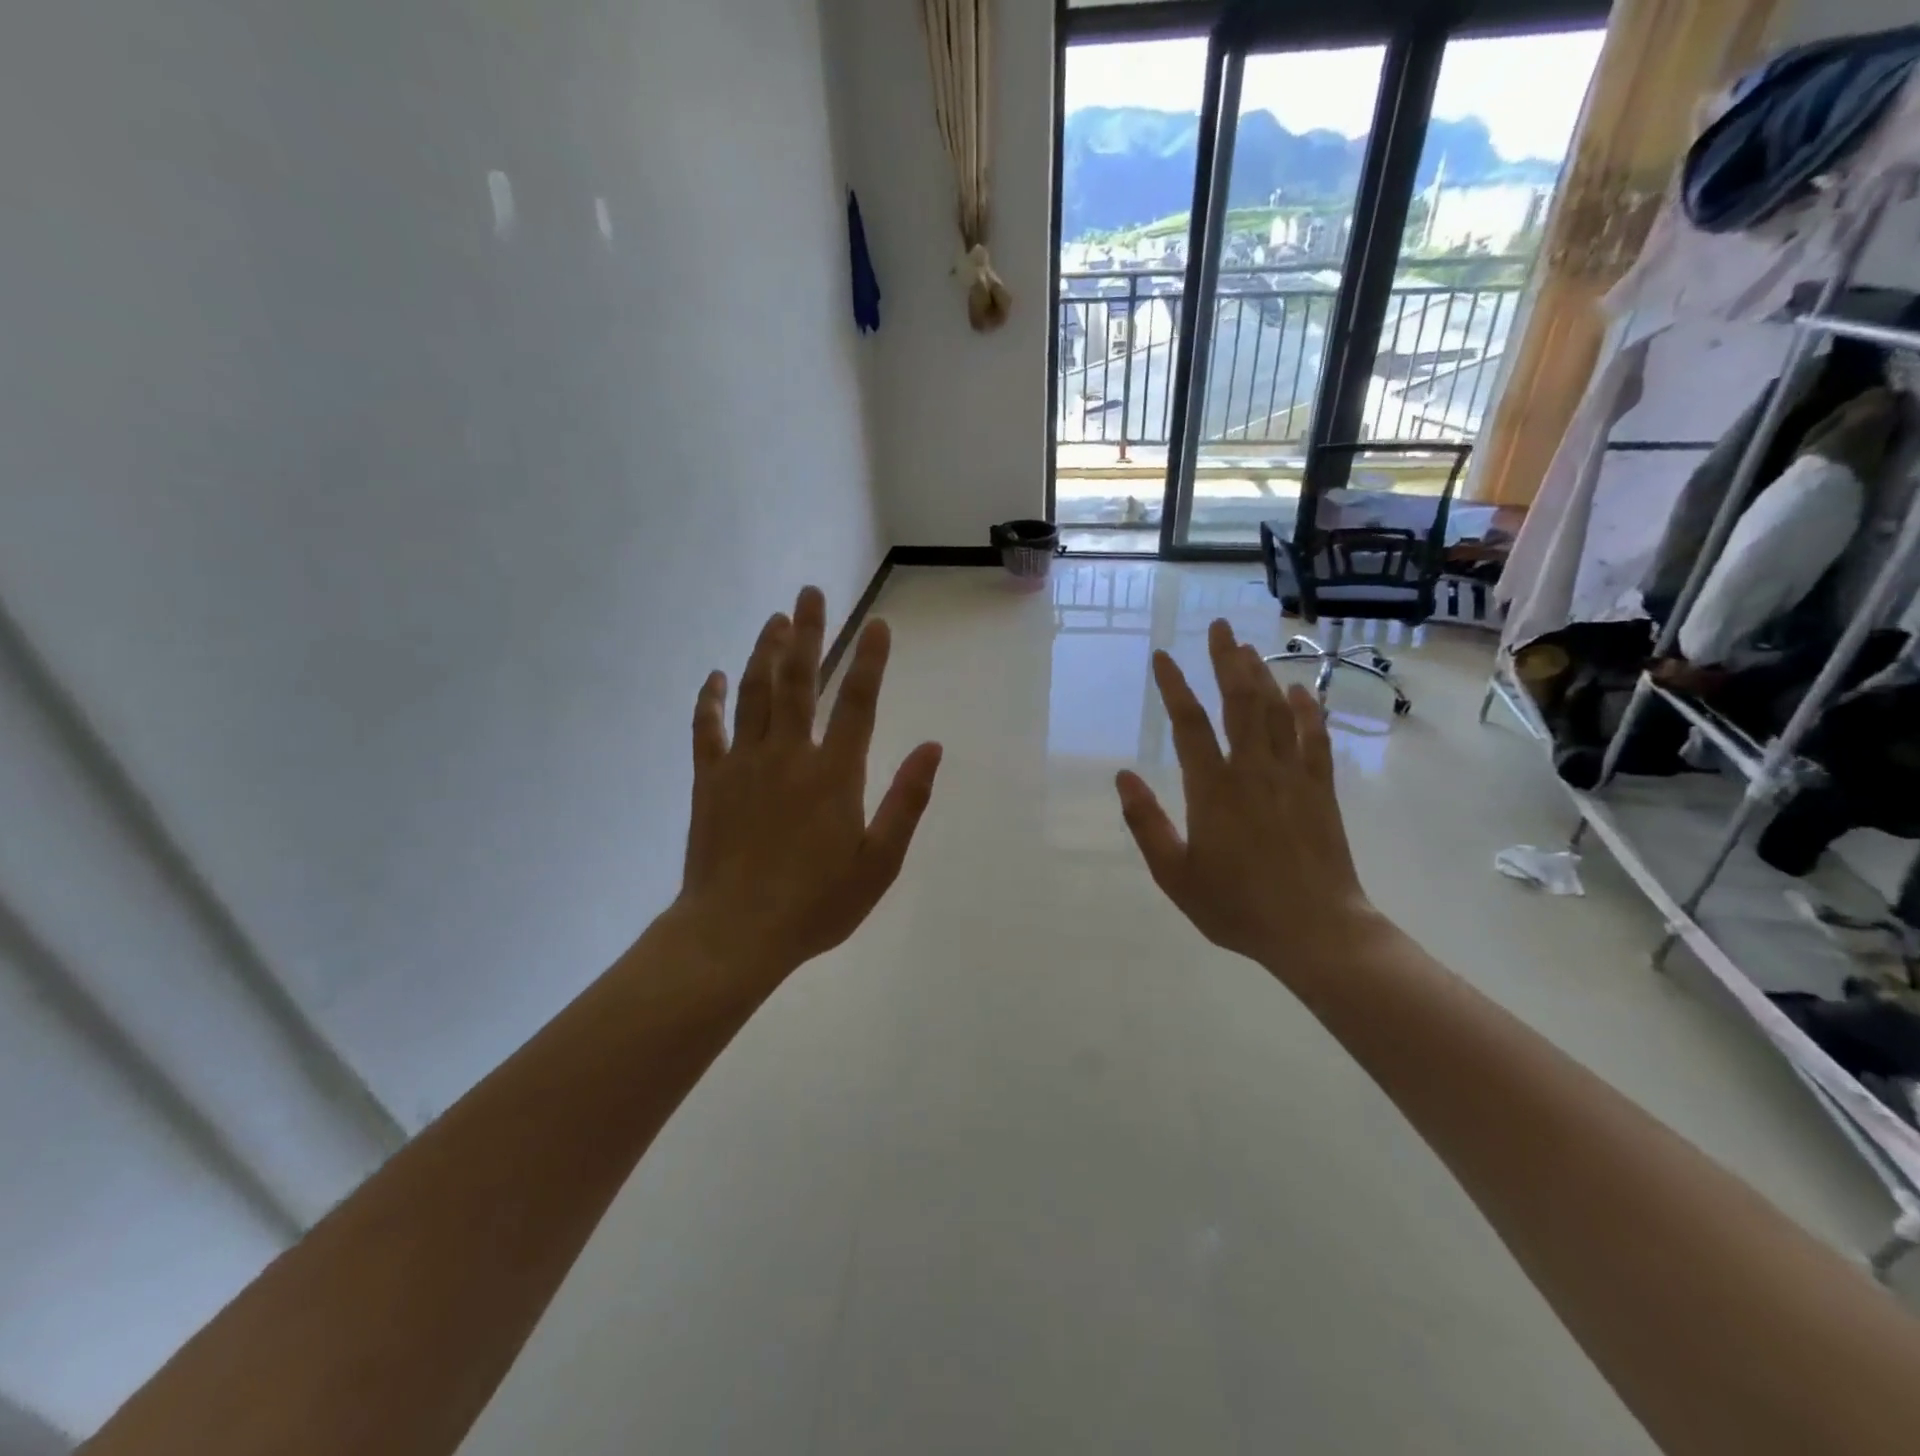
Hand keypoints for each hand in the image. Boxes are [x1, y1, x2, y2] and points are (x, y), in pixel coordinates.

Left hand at [674, 586, 942, 981]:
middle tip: (811, 593)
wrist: (735, 933)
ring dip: (765, 652)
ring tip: (775, 619)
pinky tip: (714, 676)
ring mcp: (744, 764)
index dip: (871, 661)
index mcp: (835, 774)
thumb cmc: (816, 903)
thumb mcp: (879, 862)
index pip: (859, 703)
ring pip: (755, 694)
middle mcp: (789, 755)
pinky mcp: (710, 781)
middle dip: (809, 634)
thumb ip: (906, 801)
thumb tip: (933, 747)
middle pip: (800, 681)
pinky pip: (707, 729)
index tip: (878, 624)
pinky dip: (710, 700)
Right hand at [1115, 619, 1378, 977]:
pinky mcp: (1320, 790)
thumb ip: (1146, 823)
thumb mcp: (1175, 875)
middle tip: (1219, 626)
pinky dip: (1306, 710)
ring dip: (1261, 674)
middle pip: (1240, 701)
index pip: (1190, 724)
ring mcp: (1292, 776)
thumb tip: (1123, 777)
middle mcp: (1253, 771)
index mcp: (1213, 790)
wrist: (1316, 932)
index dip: (1174, 687)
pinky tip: (1299, 689)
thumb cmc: (1237, 907)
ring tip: (1247, 646)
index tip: (1162, 656)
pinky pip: (1314, 738)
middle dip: (1227, 660)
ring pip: (1275, 711)